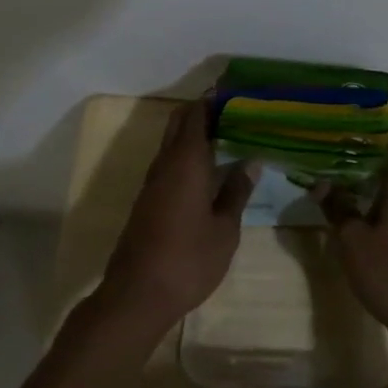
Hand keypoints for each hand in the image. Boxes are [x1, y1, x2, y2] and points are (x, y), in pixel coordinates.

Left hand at [101, 101, 258, 328]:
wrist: (137, 295)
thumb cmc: (188, 259)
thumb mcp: (224, 229)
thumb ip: (236, 192)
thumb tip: (251, 162)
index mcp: (186, 161)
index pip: (196, 114)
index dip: (213, 99)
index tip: (234, 92)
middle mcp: (165, 163)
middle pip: (180, 122)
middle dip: (202, 111)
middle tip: (233, 112)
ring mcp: (152, 182)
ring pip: (172, 143)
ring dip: (193, 133)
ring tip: (226, 136)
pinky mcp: (147, 201)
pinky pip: (168, 163)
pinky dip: (186, 154)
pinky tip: (206, 169)